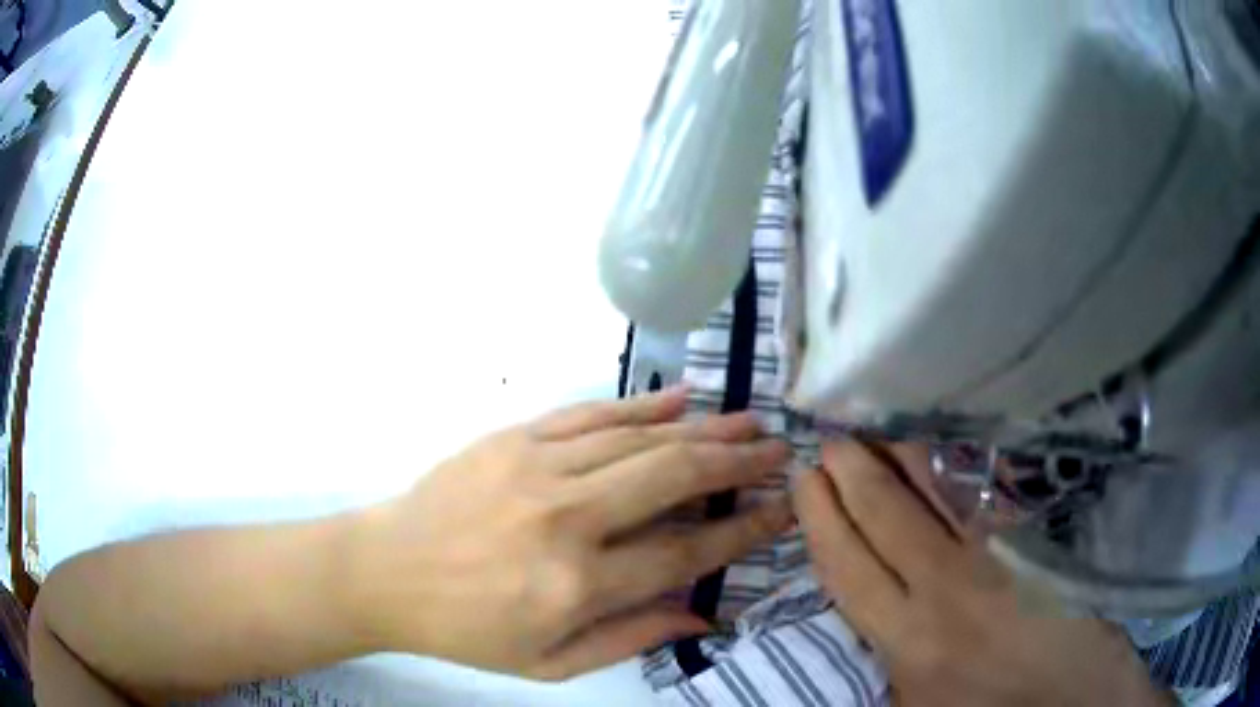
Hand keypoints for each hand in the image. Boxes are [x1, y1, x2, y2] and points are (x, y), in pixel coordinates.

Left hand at [351, 388, 792, 679]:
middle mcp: (565, 518)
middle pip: (673, 477)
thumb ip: (631, 638)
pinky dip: (642, 406)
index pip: (684, 550)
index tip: (781, 510)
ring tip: (748, 422)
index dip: (741, 530)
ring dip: (702, 429)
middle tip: (779, 451)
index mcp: (576, 584)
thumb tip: (703, 615)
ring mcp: (537, 468)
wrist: (387, 571)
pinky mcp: (513, 438)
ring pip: (639, 438)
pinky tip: (682, 400)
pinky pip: (591, 414)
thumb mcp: (550, 664)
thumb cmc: (468, 629)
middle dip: (736, 463)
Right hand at [793, 441, 1171, 706]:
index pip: (848, 569)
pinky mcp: (1029, 538)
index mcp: (909, 644)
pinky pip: (980, 493)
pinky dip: (950, 466)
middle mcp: (943, 592)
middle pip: (883, 519)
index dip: (822, 521)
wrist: (1075, 693)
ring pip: (932, 494)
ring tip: (872, 424)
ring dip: (897, 456)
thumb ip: (888, 670)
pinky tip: (935, 445)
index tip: (805, 480)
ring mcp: (992, 558)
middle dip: (849, 473)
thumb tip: (866, 623)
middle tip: (828, 437)